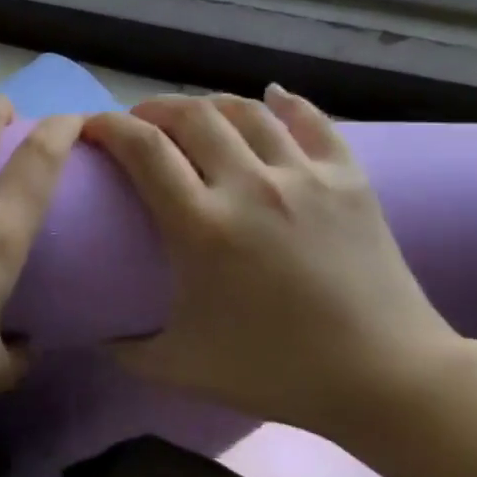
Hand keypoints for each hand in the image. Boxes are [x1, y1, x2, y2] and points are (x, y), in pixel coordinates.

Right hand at [82, 87, 469, 442]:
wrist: (385, 378)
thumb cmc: (276, 372)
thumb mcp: (180, 368)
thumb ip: (126, 349)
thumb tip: (96, 332)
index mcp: (202, 226)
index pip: (143, 148)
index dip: (108, 126)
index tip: (91, 128)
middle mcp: (250, 186)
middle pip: (191, 116)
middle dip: (153, 109)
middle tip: (140, 125)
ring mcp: (304, 176)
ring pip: (246, 110)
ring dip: (208, 105)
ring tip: (194, 118)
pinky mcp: (349, 178)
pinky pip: (311, 120)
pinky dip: (285, 103)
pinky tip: (270, 98)